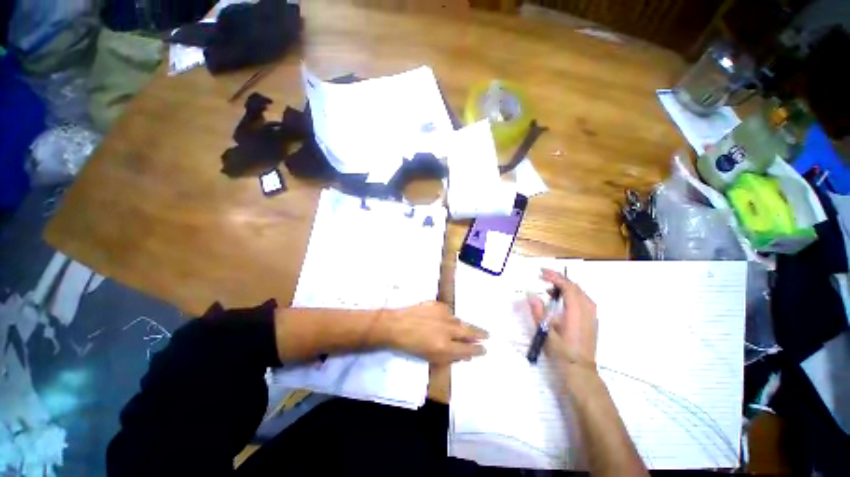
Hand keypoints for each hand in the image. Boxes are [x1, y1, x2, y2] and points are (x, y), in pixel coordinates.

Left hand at [384, 301, 487, 364]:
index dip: (477, 350)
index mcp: (445, 346)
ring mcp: (443, 315)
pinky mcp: (438, 305)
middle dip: (479, 334)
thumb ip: (450, 357)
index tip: (484, 349)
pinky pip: (449, 312)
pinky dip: (449, 317)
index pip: (468, 349)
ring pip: (459, 321)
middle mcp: (447, 329)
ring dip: (464, 326)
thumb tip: (465, 355)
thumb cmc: (411, 345)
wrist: (396, 325)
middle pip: (469, 332)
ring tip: (469, 328)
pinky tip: (445, 320)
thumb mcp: (430, 357)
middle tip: (487, 335)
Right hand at [528, 269, 598, 388]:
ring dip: (565, 285)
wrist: (580, 370)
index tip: (541, 273)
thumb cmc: (562, 352)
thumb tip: (531, 295)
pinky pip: (583, 299)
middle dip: (559, 278)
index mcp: (576, 312)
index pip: (568, 287)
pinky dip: (571, 293)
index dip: (554, 278)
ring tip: (549, 287)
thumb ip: (539, 312)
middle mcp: (587, 310)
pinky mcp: (592, 320)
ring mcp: (592, 315)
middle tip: (543, 275)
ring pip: (580, 292)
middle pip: (575, 287)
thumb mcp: (546, 332)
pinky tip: (562, 298)